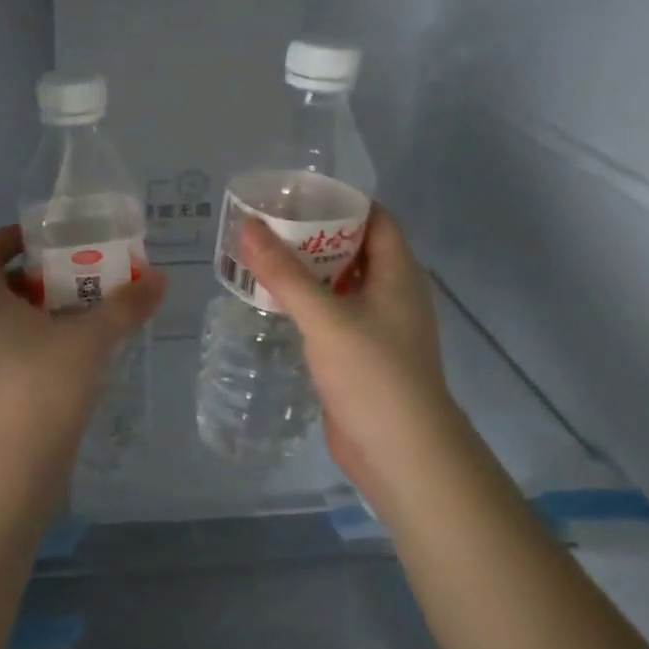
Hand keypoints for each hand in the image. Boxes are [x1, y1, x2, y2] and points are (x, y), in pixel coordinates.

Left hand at [0, 226, 165, 499]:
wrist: (10, 471)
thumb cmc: (42, 387)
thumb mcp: (90, 340)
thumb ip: (124, 307)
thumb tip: (159, 279)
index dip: (10, 238)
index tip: (45, 237)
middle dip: (38, 279)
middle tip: (80, 276)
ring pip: (8, 328)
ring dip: (42, 317)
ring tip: (86, 316)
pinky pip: (14, 359)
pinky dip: (41, 349)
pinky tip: (77, 361)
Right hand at [240, 204, 455, 500]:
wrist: (400, 452)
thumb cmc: (372, 374)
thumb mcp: (325, 317)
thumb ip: (285, 272)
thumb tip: (248, 226)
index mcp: (398, 274)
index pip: (376, 219)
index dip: (341, 203)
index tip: (296, 195)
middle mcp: (391, 295)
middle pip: (354, 251)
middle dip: (314, 237)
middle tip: (267, 226)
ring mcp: (377, 329)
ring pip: (340, 287)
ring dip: (307, 273)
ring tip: (261, 258)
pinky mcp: (359, 358)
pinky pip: (332, 318)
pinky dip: (307, 306)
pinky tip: (273, 305)